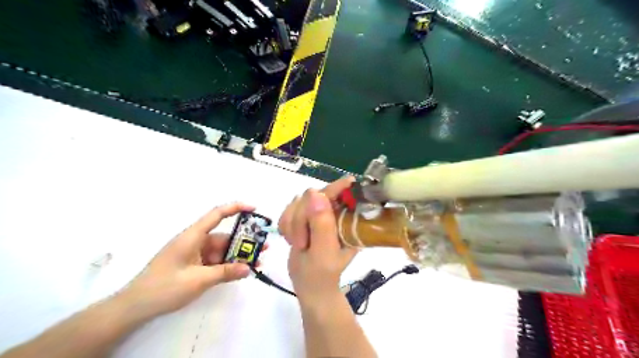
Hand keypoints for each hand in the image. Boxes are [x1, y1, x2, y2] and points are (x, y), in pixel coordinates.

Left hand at [118, 203, 257, 319]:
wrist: (135, 307)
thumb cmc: (164, 287)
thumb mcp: (198, 280)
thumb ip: (225, 273)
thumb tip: (249, 268)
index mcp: (193, 236)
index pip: (217, 214)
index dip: (236, 208)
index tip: (254, 209)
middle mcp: (195, 241)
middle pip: (224, 236)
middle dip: (244, 241)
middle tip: (263, 247)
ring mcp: (195, 254)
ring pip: (221, 250)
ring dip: (237, 256)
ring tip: (256, 262)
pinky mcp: (194, 265)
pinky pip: (215, 261)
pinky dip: (227, 265)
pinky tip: (240, 271)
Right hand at [280, 178, 357, 302]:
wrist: (309, 285)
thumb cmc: (322, 274)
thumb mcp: (324, 252)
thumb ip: (322, 224)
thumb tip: (315, 192)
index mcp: (348, 218)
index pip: (341, 192)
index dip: (331, 190)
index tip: (315, 197)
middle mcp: (334, 211)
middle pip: (312, 195)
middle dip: (301, 218)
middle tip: (302, 242)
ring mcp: (318, 212)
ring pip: (297, 202)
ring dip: (292, 224)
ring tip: (299, 244)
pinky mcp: (303, 216)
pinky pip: (287, 210)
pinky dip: (286, 226)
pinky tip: (292, 240)